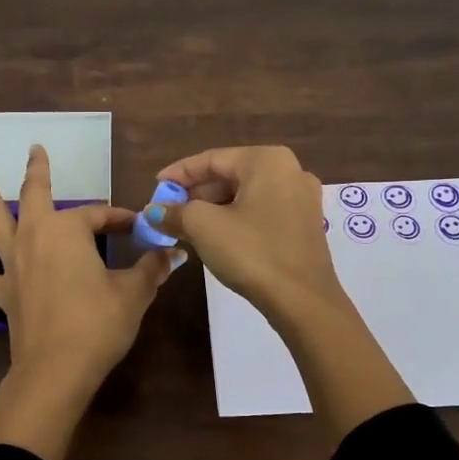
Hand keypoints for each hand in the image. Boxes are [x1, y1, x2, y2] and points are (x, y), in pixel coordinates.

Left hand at [0, 144, 179, 412]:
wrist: (58, 370)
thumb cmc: (99, 325)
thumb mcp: (133, 293)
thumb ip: (151, 269)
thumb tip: (172, 253)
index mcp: (68, 231)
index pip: (99, 216)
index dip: (120, 219)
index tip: (139, 228)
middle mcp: (35, 237)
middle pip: (36, 195)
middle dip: (38, 171)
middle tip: (35, 148)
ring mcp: (12, 263)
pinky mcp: (1, 292)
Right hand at [142, 145, 341, 324]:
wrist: (303, 301)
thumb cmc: (252, 252)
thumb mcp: (204, 227)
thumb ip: (175, 212)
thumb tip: (153, 212)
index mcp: (267, 160)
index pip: (212, 159)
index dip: (179, 173)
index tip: (156, 186)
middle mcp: (290, 170)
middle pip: (230, 175)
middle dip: (196, 193)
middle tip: (168, 210)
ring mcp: (302, 198)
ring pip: (245, 195)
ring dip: (213, 208)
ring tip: (185, 226)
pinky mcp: (305, 224)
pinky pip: (261, 211)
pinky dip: (235, 218)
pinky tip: (215, 236)